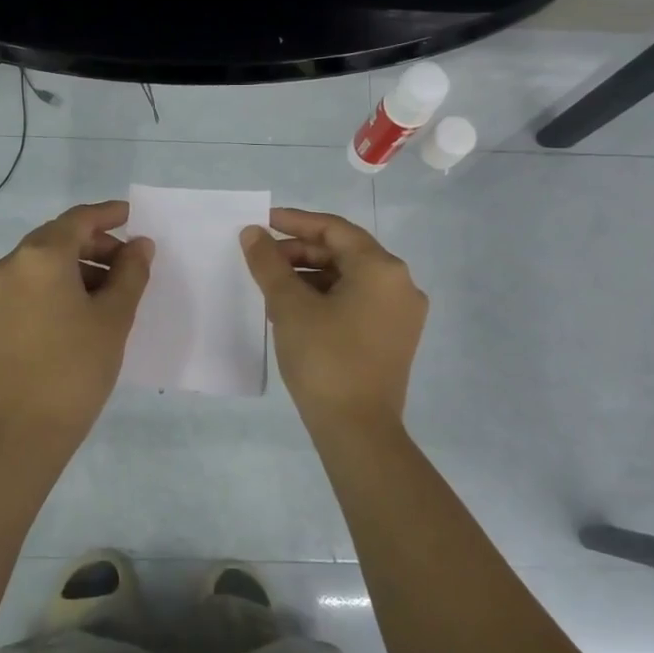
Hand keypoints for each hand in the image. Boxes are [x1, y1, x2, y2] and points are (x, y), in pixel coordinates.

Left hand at [0, 200, 154, 446]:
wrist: (28, 427)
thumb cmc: (78, 366)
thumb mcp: (114, 316)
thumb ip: (131, 272)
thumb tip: (140, 244)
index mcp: (40, 256)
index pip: (78, 220)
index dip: (108, 214)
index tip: (133, 216)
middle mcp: (11, 263)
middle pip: (59, 237)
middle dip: (96, 243)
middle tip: (131, 261)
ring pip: (44, 260)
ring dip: (79, 263)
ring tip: (113, 289)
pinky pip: (31, 281)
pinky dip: (59, 281)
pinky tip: (85, 304)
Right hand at [240, 208, 426, 432]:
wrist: (358, 430)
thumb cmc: (324, 359)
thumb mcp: (289, 306)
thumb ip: (269, 263)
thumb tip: (252, 233)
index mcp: (382, 268)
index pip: (334, 230)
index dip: (295, 222)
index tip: (262, 222)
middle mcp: (400, 284)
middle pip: (345, 252)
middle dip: (301, 252)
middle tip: (263, 259)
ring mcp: (401, 313)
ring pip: (351, 279)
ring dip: (312, 276)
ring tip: (274, 286)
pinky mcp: (395, 337)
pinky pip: (358, 302)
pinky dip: (328, 297)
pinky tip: (297, 310)